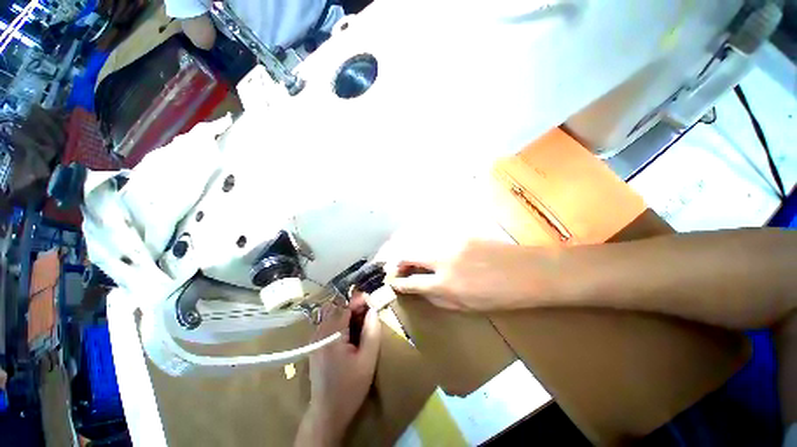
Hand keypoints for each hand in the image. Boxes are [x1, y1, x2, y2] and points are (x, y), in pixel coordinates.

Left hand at [296, 298, 380, 445]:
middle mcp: (319, 334)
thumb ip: (371, 332)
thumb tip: (373, 309)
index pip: (344, 306)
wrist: (327, 413)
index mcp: (331, 336)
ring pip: (330, 314)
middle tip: (367, 313)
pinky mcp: (314, 345)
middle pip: (335, 307)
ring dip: (345, 312)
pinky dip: (339, 321)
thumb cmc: (350, 388)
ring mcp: (314, 339)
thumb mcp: (368, 360)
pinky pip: (326, 323)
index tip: (371, 301)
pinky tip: (349, 332)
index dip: (358, 301)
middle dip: (352, 305)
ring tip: (360, 322)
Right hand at [378, 231, 563, 311]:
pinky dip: (423, 242)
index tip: (392, 282)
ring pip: (418, 241)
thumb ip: (438, 298)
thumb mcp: (466, 307)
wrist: (528, 272)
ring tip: (405, 257)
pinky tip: (425, 247)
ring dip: (407, 249)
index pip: (411, 282)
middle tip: (393, 266)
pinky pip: (434, 236)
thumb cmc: (500, 296)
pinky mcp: (459, 233)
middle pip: (408, 254)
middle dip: (396, 260)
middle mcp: (443, 260)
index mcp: (446, 284)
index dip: (398, 283)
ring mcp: (451, 242)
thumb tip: (419, 290)